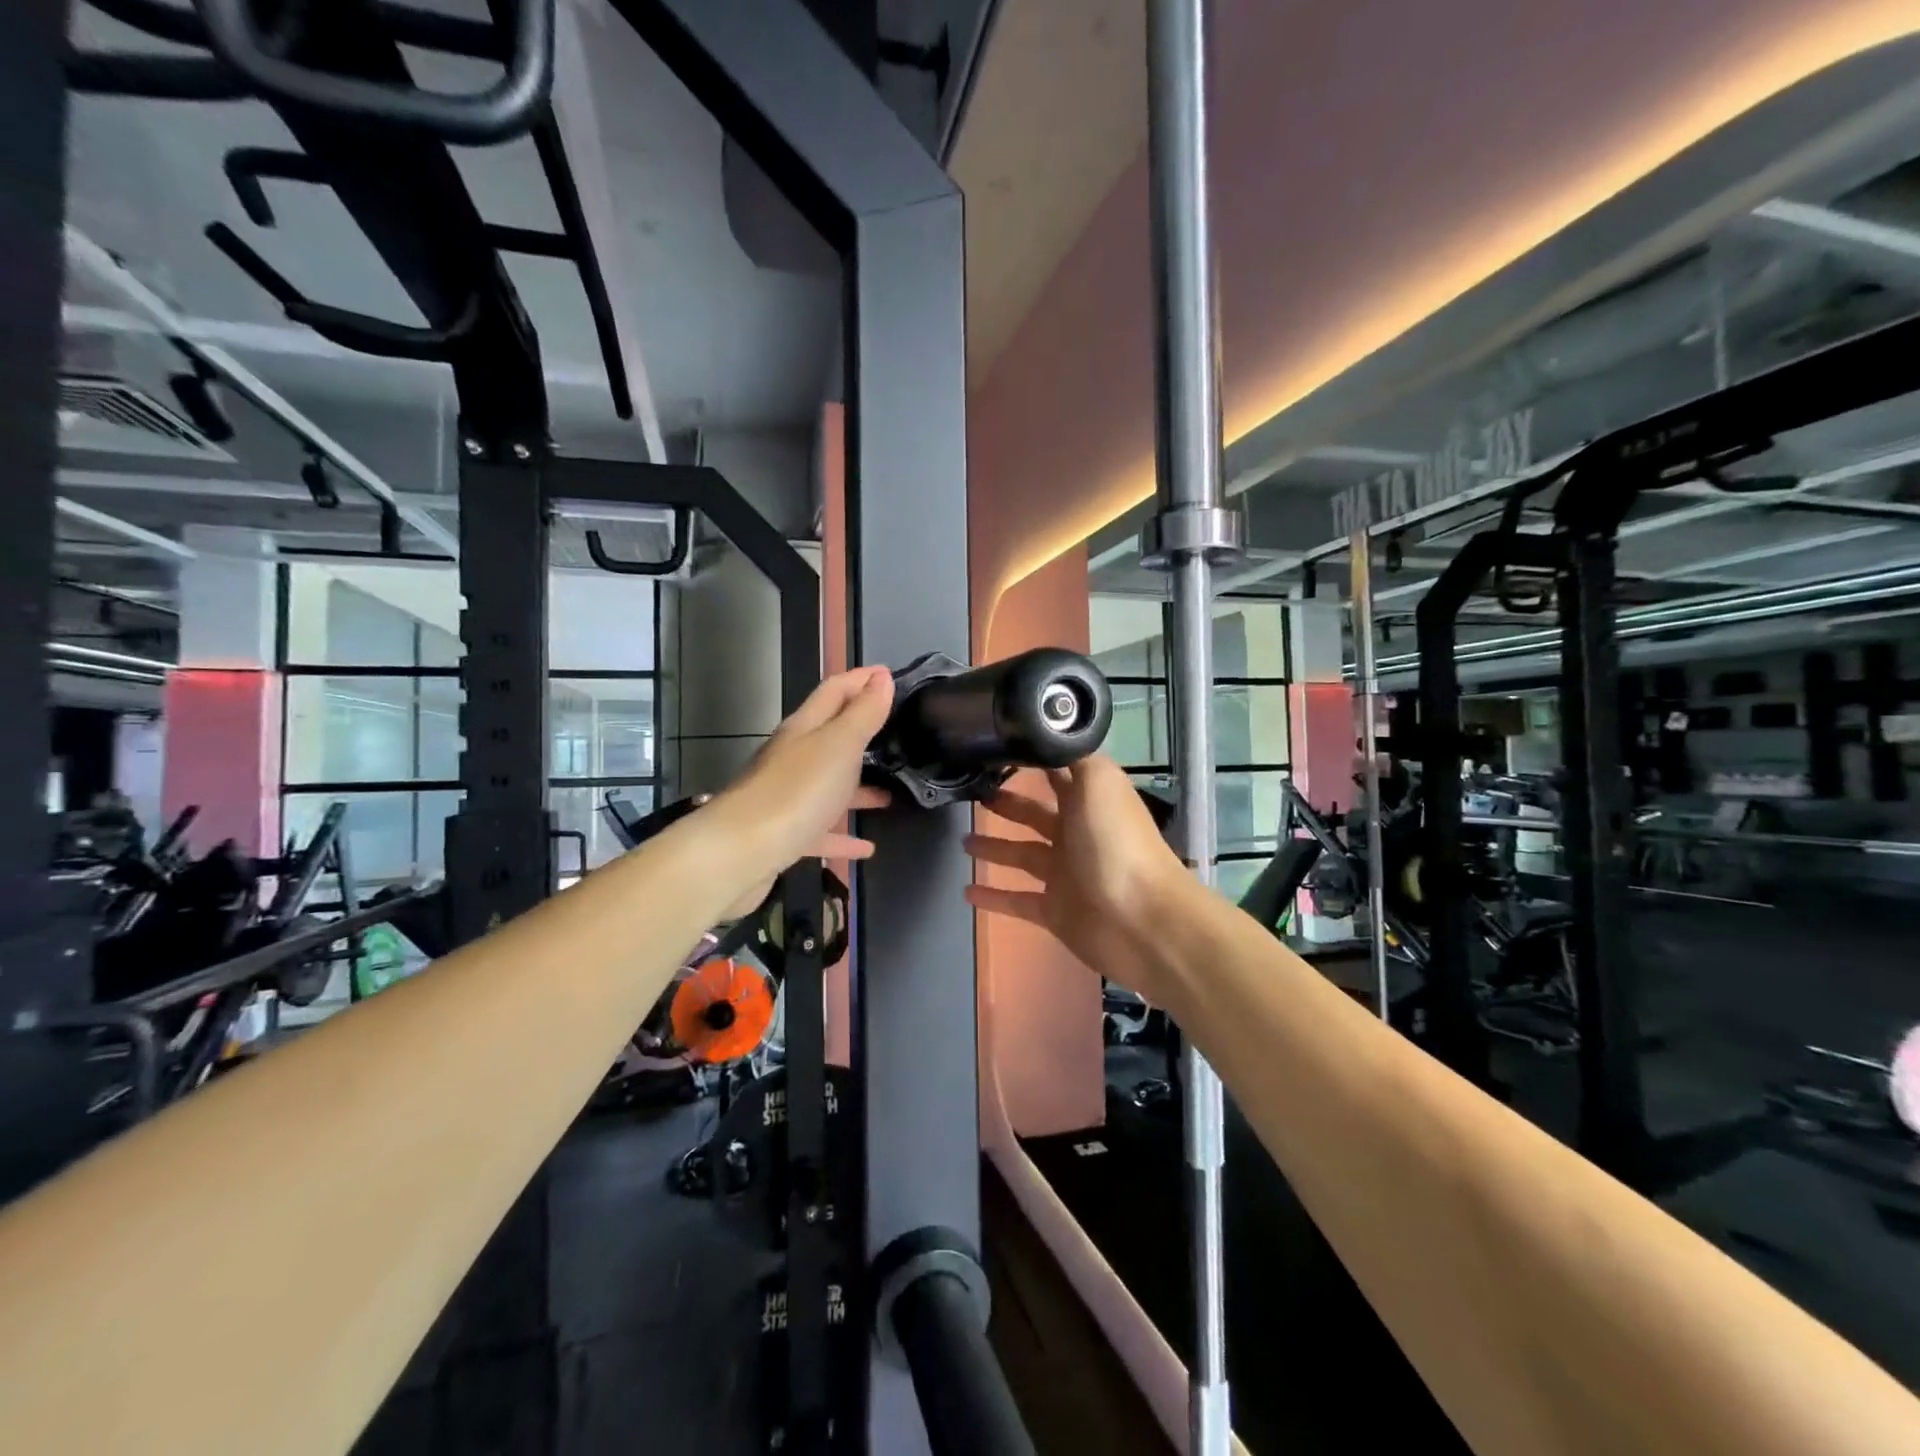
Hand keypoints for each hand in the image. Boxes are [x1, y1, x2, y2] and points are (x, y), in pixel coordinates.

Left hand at [710, 666, 895, 919]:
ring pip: (828, 785)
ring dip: (858, 787)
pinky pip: (821, 831)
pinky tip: (866, 847)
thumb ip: (863, 713)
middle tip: (897, 733)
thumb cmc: (795, 791)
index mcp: (804, 729)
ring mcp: (786, 797)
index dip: (861, 679)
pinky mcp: (784, 835)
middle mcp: (793, 758)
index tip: (889, 674)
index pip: (834, 691)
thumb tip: (882, 678)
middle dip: (861, 732)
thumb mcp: (839, 745)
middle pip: (830, 737)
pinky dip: (843, 835)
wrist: (739, 853)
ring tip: (891, 793)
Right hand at [963, 755, 1191, 1003]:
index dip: (1033, 761)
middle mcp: (1076, 834)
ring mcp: (1065, 875)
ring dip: (993, 848)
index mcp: (1089, 802)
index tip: (997, 748)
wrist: (1141, 921)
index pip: (1059, 773)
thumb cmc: (1117, 843)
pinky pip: (1017, 900)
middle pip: (1035, 814)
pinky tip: (967, 892)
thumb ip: (1075, 756)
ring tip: (962, 842)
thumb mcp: (1100, 782)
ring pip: (1022, 855)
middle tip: (974, 796)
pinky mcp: (1054, 911)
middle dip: (1008, 804)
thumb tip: (1052, 734)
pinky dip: (993, 898)